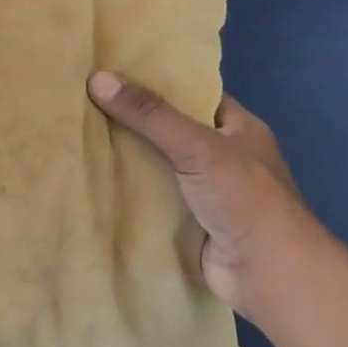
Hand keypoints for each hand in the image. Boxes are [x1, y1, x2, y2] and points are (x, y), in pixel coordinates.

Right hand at [87, 71, 335, 326]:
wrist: (267, 274)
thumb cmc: (244, 197)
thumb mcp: (196, 144)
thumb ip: (149, 114)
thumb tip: (98, 79)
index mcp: (239, 128)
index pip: (194, 95)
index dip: (158, 82)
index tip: (115, 72)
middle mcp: (224, 156)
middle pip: (170, 129)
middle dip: (134, 119)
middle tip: (86, 100)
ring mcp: (206, 191)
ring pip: (158, 164)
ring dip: (127, 156)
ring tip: (80, 132)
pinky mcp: (189, 221)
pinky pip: (152, 196)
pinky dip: (128, 189)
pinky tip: (93, 176)